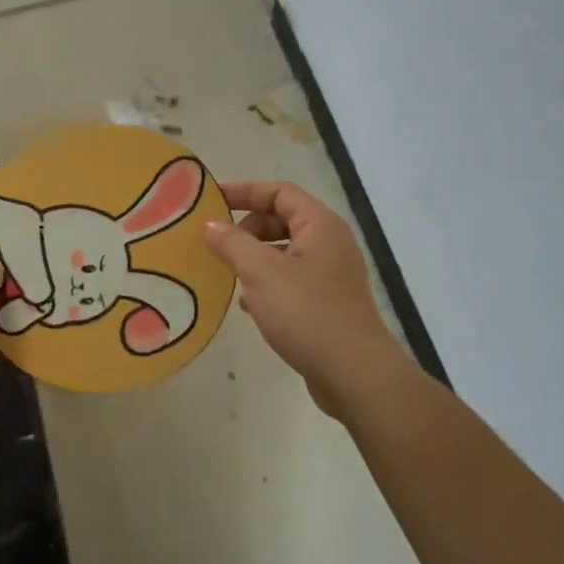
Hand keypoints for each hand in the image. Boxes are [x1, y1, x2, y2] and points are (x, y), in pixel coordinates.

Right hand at [203, 181, 408, 418]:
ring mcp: (332, 275)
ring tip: (227, 274)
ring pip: (285, 253)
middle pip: (283, 220)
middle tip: (218, 245)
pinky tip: (248, 305)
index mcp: (320, 225)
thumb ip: (233, 243)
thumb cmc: (306, 312)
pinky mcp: (328, 304)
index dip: (245, 191)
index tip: (210, 201)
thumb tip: (211, 224)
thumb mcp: (261, 272)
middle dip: (248, 228)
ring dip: (255, 258)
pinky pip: (291, 281)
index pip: (280, 192)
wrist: (353, 371)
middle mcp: (330, 243)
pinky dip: (267, 284)